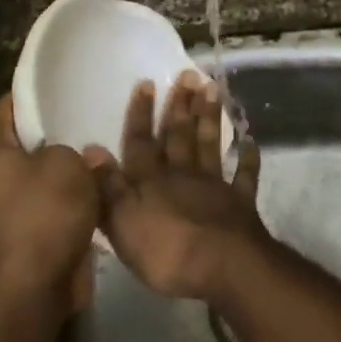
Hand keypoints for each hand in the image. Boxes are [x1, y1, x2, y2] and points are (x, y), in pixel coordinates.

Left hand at [0, 95, 100, 308]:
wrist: (34, 284)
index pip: (6, 107)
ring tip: (99, 153)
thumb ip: (75, 150)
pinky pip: (47, 205)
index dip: (32, 94)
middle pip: (23, 143)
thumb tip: (82, 158)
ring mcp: (1, 209)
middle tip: (88, 118)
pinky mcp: (21, 235)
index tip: (62, 86)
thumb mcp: (67, 164)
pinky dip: (67, 199)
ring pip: (38, 177)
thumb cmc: (44, 212)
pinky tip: (96, 190)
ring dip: (64, 171)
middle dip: (54, 133)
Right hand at [86, 72, 268, 301]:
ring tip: (213, 88)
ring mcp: (215, 186)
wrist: (223, 267)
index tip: (147, 83)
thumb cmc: (166, 250)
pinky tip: (250, 141)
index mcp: (150, 180)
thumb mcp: (122, 222)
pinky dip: (248, 158)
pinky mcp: (241, 203)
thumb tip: (90, 149)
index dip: (141, 114)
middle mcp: (182, 175)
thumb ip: (107, 186)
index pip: (141, 142)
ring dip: (210, 117)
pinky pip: (245, 176)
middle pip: (179, 136)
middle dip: (180, 106)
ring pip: (210, 145)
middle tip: (188, 74)